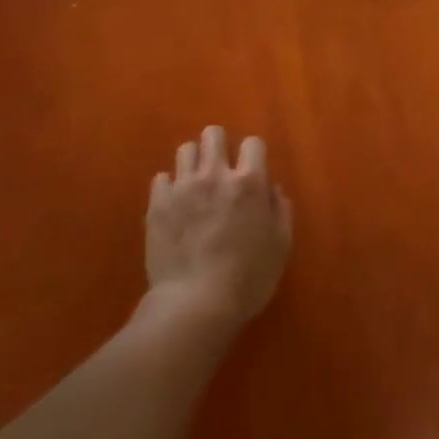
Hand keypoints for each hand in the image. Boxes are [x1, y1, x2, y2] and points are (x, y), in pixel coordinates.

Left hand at [144, 126, 292, 330]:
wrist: (196, 303)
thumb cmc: (248, 279)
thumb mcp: (281, 246)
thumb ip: (280, 210)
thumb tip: (273, 189)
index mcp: (249, 183)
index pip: (253, 143)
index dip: (254, 154)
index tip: (252, 171)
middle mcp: (214, 175)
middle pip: (213, 135)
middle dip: (219, 146)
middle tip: (222, 170)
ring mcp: (182, 187)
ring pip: (185, 150)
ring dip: (194, 162)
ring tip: (196, 184)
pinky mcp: (157, 203)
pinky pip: (162, 178)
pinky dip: (171, 187)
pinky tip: (176, 205)